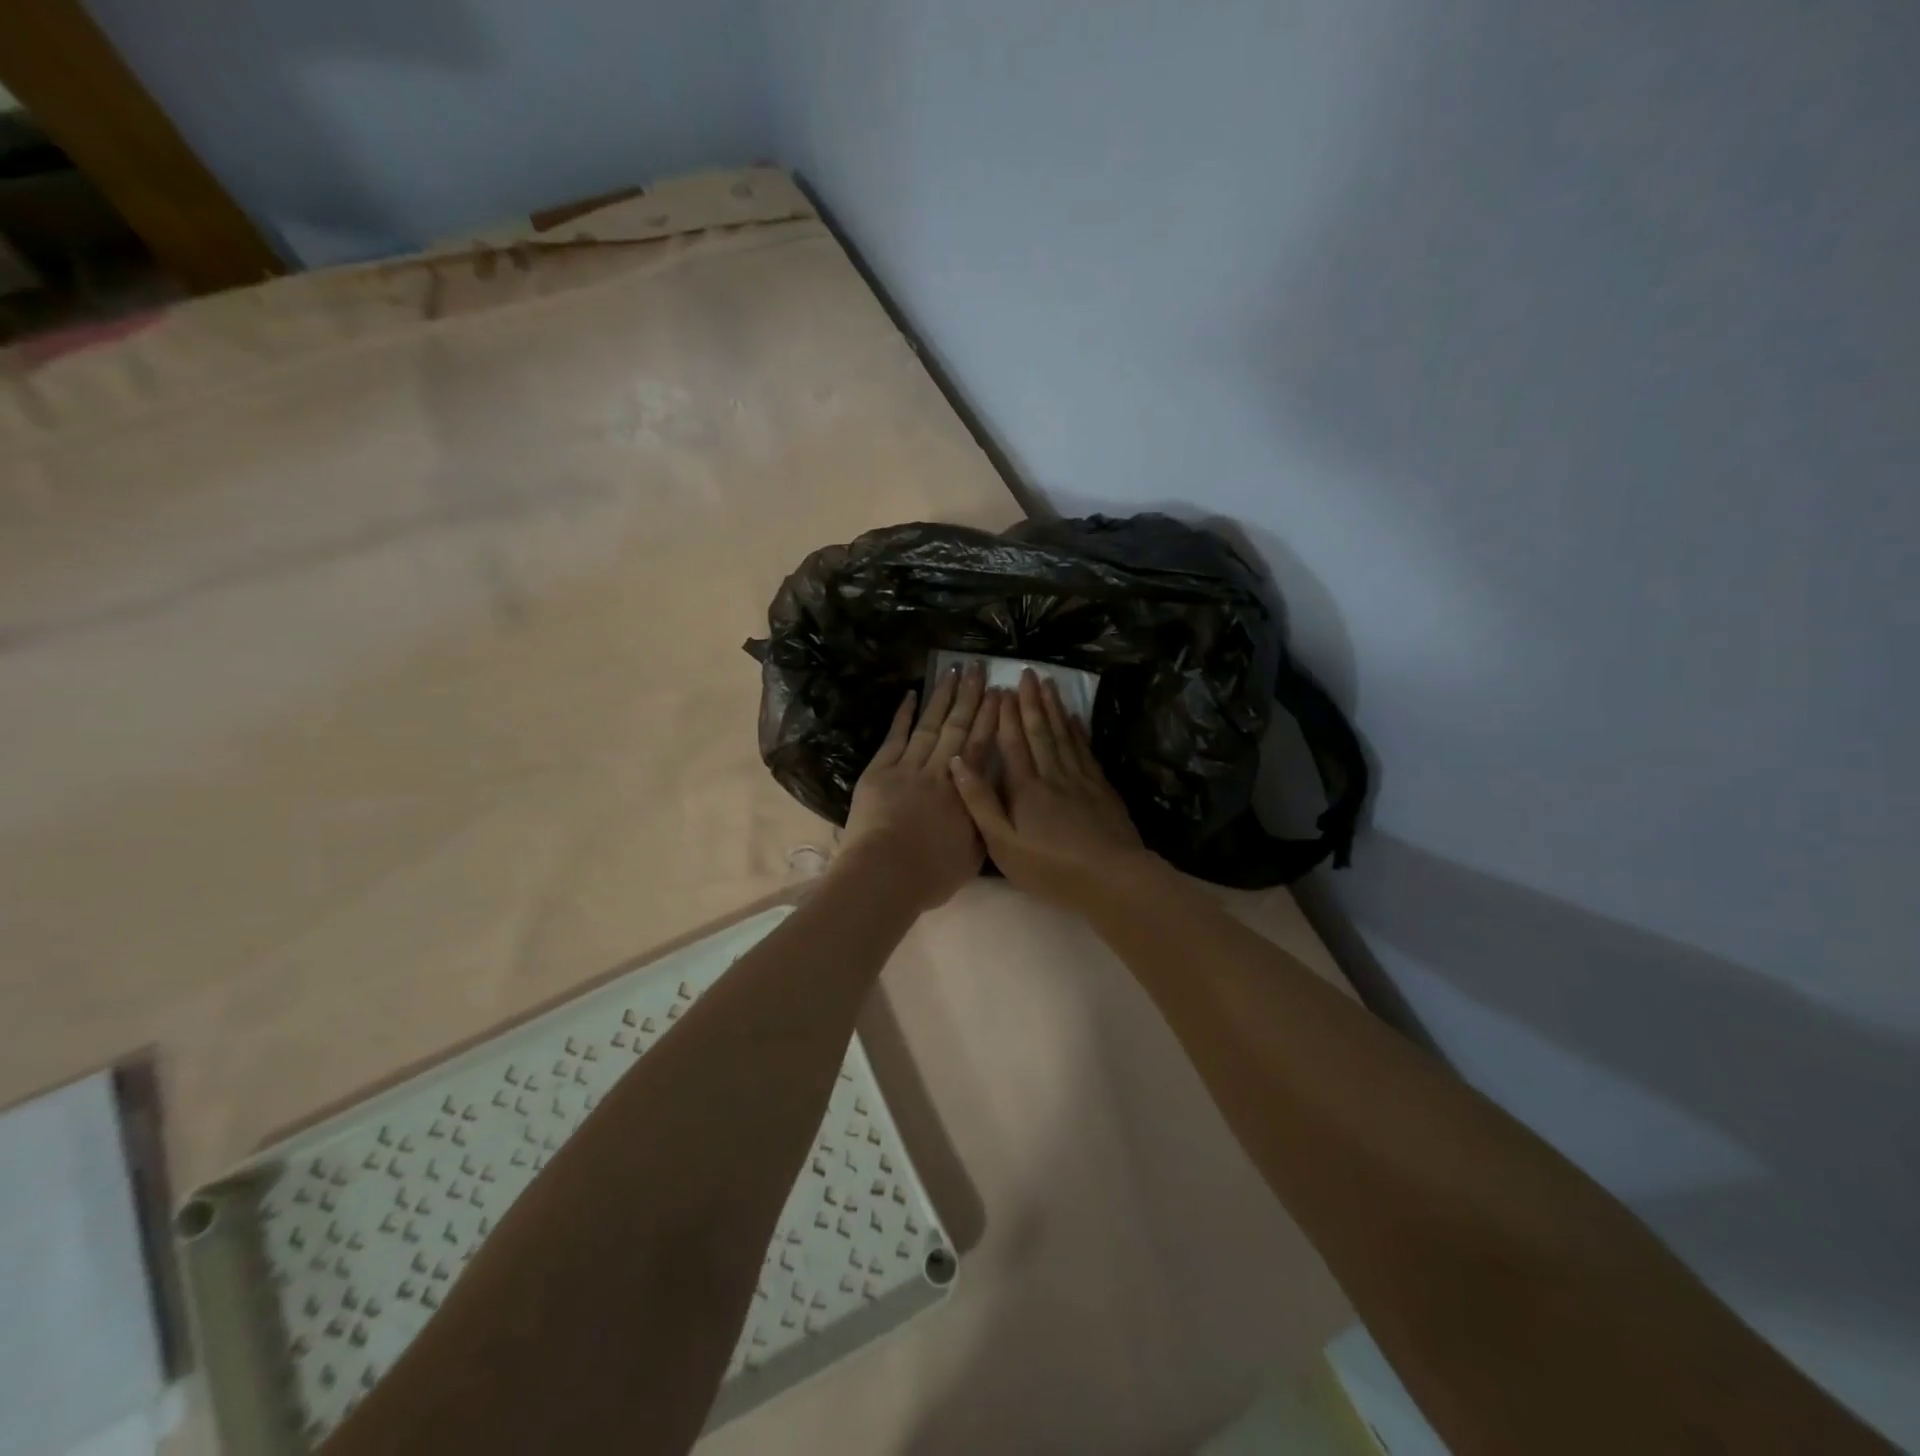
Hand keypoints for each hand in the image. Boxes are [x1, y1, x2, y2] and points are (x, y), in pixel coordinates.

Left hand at [839, 660, 999, 911]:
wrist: (884, 875)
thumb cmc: (931, 873)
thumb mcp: (973, 852)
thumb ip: (983, 818)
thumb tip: (993, 795)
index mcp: (963, 791)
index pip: (980, 745)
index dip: (991, 718)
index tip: (1001, 693)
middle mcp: (938, 771)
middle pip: (957, 727)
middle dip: (970, 696)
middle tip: (980, 668)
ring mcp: (906, 767)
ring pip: (929, 725)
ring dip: (942, 696)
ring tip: (953, 670)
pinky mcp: (879, 771)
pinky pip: (894, 737)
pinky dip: (903, 715)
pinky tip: (911, 694)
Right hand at [948, 669, 1167, 915]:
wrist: (1111, 877)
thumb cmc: (1050, 868)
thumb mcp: (1003, 844)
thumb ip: (980, 803)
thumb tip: (957, 763)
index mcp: (1025, 788)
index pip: (1013, 744)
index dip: (1006, 716)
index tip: (1002, 689)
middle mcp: (1052, 775)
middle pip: (1040, 731)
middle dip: (1032, 701)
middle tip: (1028, 673)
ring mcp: (1081, 779)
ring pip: (1065, 735)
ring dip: (1055, 708)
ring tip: (1049, 683)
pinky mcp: (1102, 789)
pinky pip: (1086, 751)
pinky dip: (1079, 732)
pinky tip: (1076, 719)